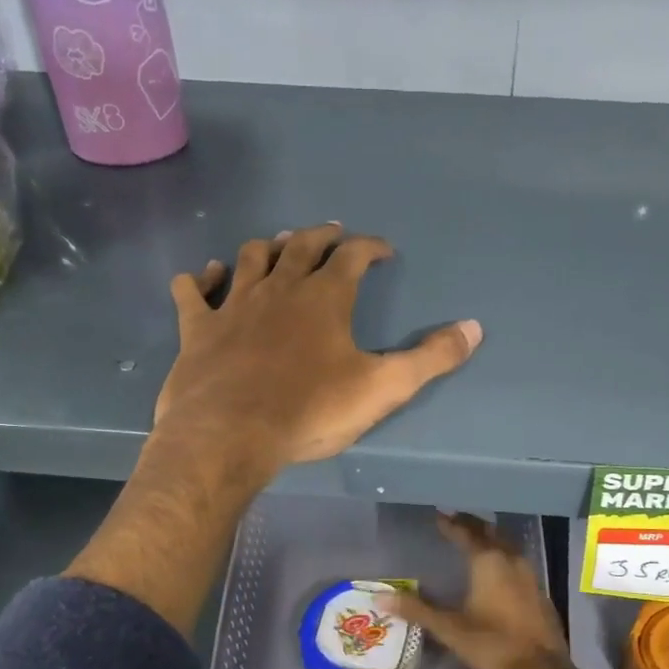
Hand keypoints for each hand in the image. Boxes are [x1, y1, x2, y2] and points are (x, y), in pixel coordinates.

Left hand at [153, 222, 482, 486]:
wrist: (230, 435)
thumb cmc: (311, 410)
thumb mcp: (384, 387)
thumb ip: (431, 358)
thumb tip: (475, 328)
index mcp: (325, 298)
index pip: (353, 255)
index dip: (370, 247)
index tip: (383, 250)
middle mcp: (279, 288)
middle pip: (301, 245)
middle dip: (321, 236)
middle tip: (332, 233)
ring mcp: (234, 305)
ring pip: (249, 258)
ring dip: (266, 247)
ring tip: (277, 244)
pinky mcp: (198, 328)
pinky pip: (193, 292)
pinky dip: (200, 279)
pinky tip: (204, 275)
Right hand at [392, 514, 620, 668]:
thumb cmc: (492, 645)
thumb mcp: (450, 628)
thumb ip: (417, 610)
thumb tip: (381, 597)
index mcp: (489, 561)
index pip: (467, 533)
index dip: (452, 523)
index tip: (439, 514)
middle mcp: (511, 560)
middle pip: (490, 532)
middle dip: (472, 524)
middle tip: (455, 519)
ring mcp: (530, 575)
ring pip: (507, 545)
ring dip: (490, 538)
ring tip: (474, 537)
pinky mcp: (539, 591)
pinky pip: (517, 561)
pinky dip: (503, 555)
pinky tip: (497, 568)